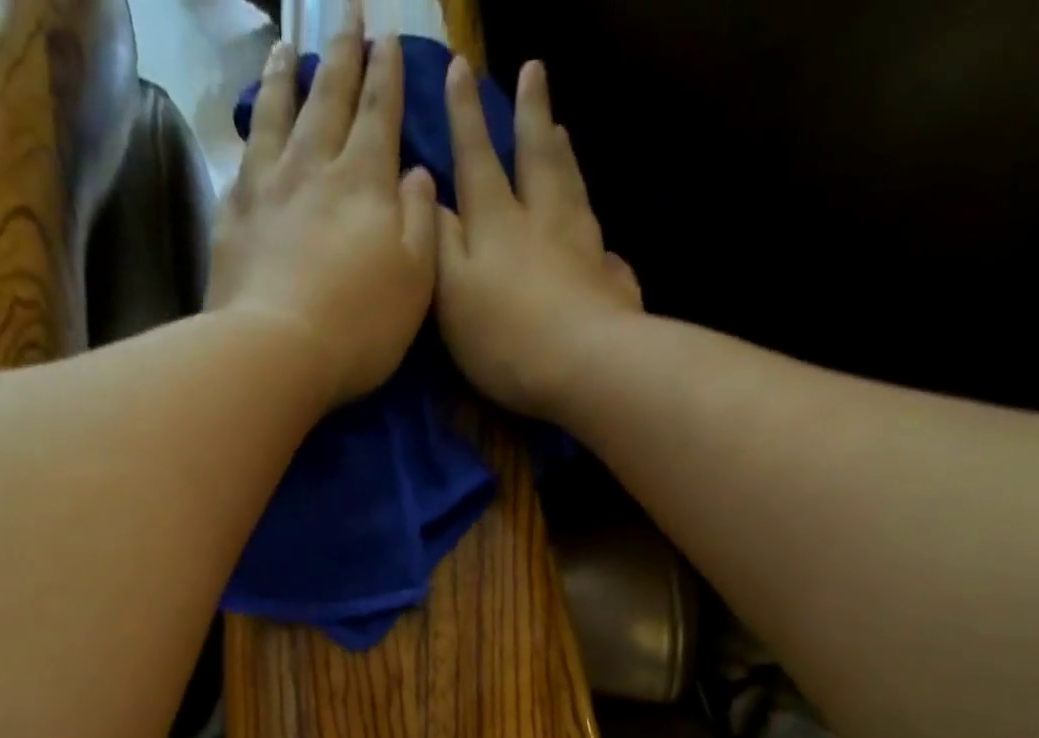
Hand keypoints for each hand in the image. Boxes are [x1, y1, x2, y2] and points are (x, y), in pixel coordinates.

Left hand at [206, 21, 438, 408]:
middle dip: (342, 52)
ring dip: (285, 76)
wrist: (276, 352)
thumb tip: (418, 174)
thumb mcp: (416, 281)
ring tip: (286, 46)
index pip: (380, 112)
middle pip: (330, 97)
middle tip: (346, 12)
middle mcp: (314, 168)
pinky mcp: (232, 217)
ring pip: (277, 114)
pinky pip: (242, 159)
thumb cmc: (359, 326)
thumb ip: (421, 222)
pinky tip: (250, 127)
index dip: (386, 74)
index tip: (389, 38)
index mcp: (365, 182)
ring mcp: (267, 188)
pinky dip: (249, 134)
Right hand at [435, 56, 642, 419]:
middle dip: (530, 113)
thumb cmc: (506, 336)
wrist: (584, 366)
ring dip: (564, 157)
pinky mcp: (610, 282)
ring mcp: (583, 248)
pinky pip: (603, 249)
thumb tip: (429, 197)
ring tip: (562, 131)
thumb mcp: (451, 293)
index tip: (461, 69)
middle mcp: (543, 221)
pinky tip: (600, 239)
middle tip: (534, 70)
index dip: (465, 116)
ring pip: (572, 189)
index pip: (476, 158)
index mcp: (497, 222)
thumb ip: (440, 244)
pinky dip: (596, 234)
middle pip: (536, 157)